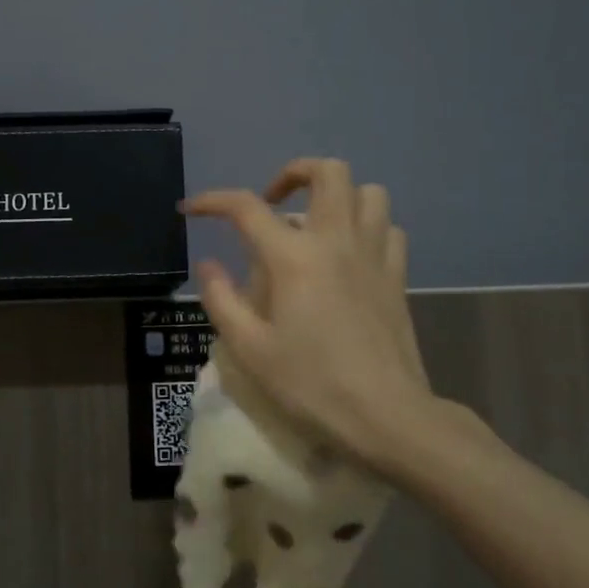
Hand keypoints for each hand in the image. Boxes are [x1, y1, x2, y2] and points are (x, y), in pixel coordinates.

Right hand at [184, 158, 437, 465]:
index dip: (212, 201)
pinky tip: (351, 251)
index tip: (190, 210)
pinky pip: (388, 228)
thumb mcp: (250, 349)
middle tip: (272, 201)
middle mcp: (336, 241)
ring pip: (368, 192)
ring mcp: (374, 255)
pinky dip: (367, 226)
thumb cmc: (311, 384)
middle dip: (293, 173)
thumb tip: (208, 265)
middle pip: (328, 172)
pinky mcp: (398, 276)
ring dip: (338, 195)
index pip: (246, 208)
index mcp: (294, 257)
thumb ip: (221, 300)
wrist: (386, 415)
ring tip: (315, 221)